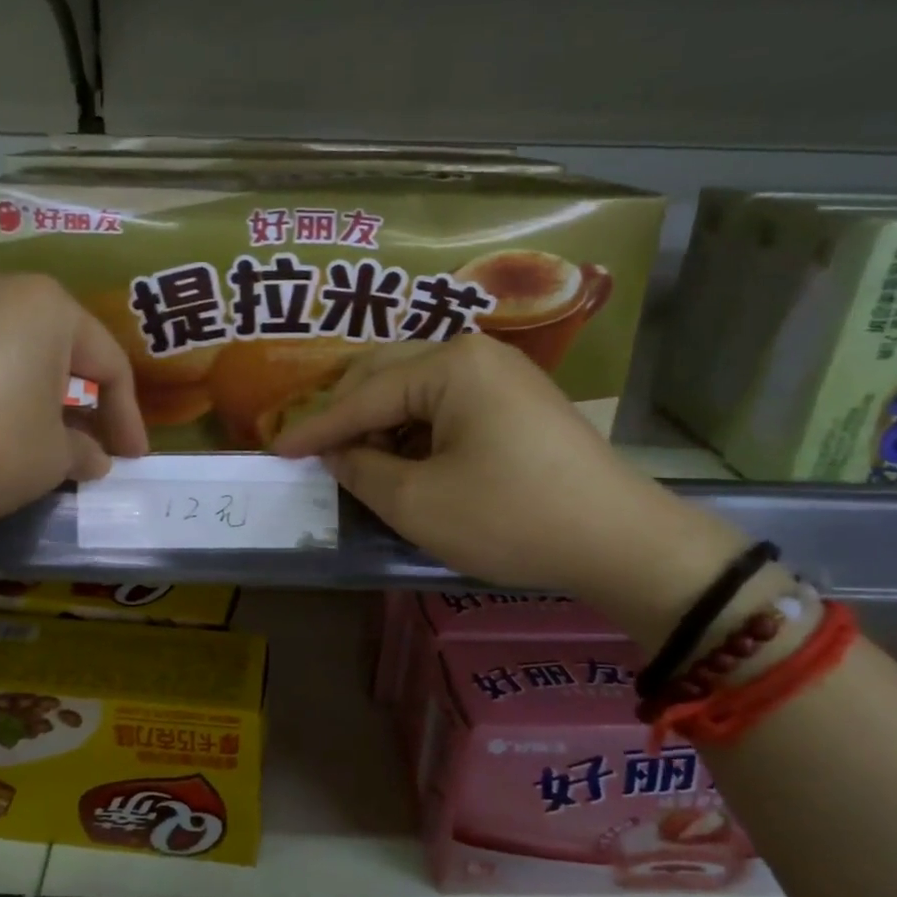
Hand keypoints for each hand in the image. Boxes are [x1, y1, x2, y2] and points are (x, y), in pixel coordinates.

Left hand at [0, 272, 149, 526]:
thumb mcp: (47, 462)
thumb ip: (81, 454)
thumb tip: (90, 456)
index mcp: (46, 307)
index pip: (108, 364)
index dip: (127, 418)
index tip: (131, 460)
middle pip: (52, 349)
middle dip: (73, 402)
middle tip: (80, 447)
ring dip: (21, 395)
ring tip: (18, 439)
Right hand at [270, 335, 747, 648]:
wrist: (621, 542)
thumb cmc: (510, 518)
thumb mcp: (418, 502)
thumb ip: (361, 469)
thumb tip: (335, 453)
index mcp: (450, 364)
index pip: (363, 394)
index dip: (316, 427)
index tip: (275, 448)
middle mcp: (475, 353)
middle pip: (387, 376)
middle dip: (347, 415)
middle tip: (314, 451)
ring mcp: (502, 374)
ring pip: (416, 390)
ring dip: (381, 424)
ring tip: (358, 462)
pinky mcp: (517, 401)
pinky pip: (447, 405)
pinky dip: (416, 431)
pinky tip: (405, 460)